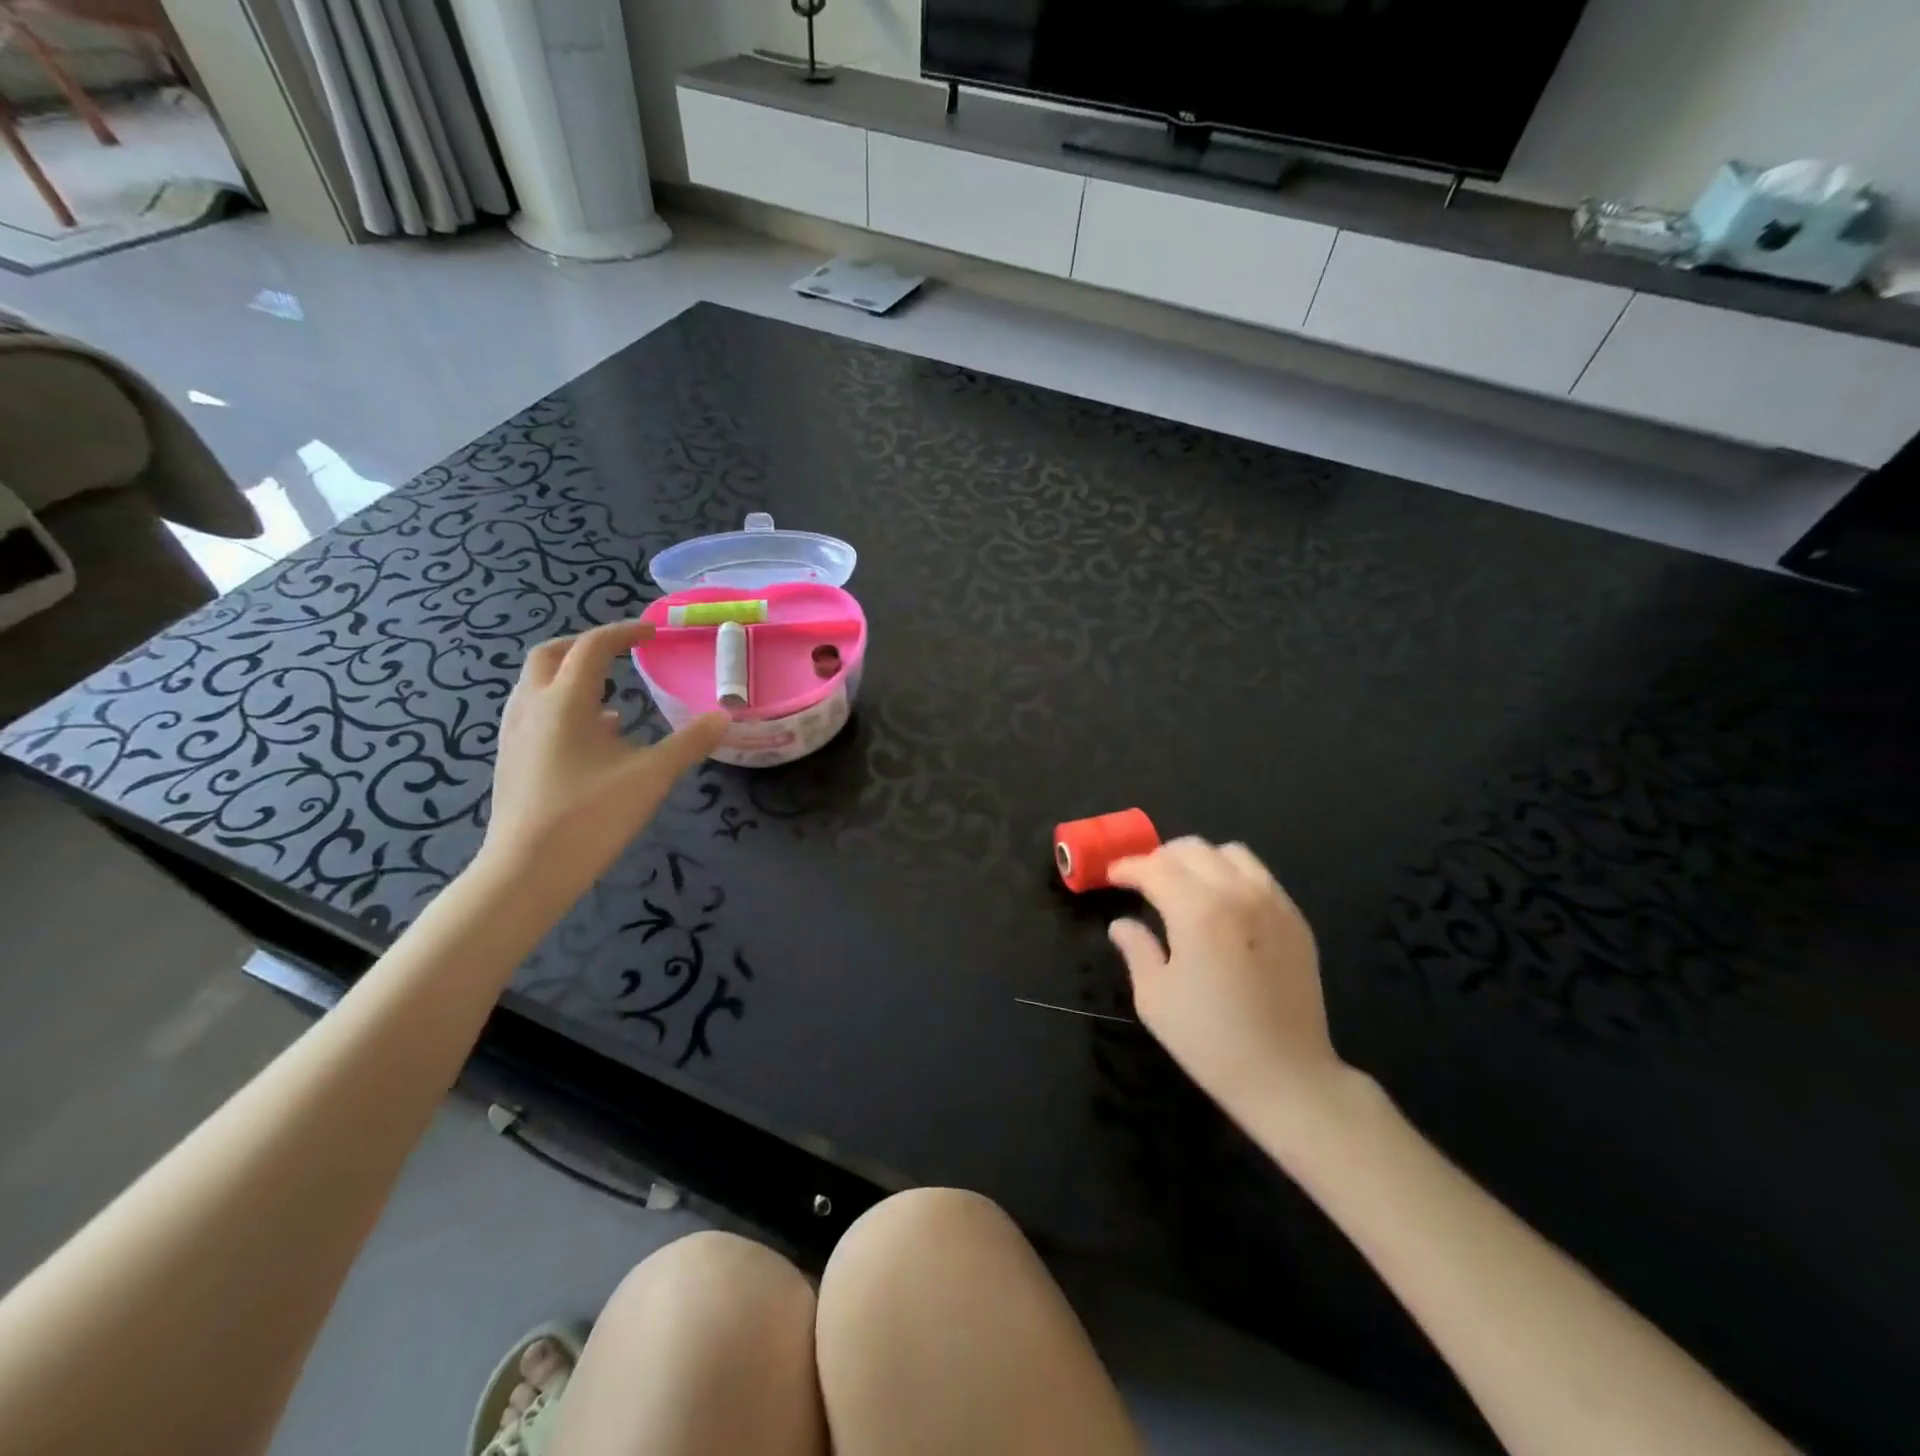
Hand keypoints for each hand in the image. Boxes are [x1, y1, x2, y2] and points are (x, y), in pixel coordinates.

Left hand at [481, 622, 727, 894]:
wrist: (527, 870)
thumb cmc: (590, 816)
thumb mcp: (651, 777)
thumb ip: (689, 743)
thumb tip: (723, 717)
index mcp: (565, 701)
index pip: (592, 647)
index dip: (624, 632)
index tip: (652, 632)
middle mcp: (532, 707)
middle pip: (550, 655)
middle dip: (586, 646)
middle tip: (620, 653)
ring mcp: (514, 733)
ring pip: (536, 684)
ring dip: (570, 676)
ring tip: (609, 695)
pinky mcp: (510, 759)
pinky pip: (534, 713)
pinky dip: (562, 706)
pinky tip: (593, 737)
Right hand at [1108, 838, 1347, 1120]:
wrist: (1286, 1076)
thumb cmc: (1209, 1040)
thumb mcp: (1154, 998)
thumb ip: (1136, 949)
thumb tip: (1121, 924)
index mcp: (1198, 912)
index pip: (1154, 868)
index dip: (1128, 868)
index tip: (1112, 876)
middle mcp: (1237, 894)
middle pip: (1192, 849)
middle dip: (1160, 858)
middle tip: (1143, 881)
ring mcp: (1273, 903)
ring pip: (1230, 852)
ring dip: (1199, 860)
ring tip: (1184, 885)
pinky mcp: (1295, 919)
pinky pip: (1259, 875)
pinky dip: (1232, 874)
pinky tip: (1222, 904)